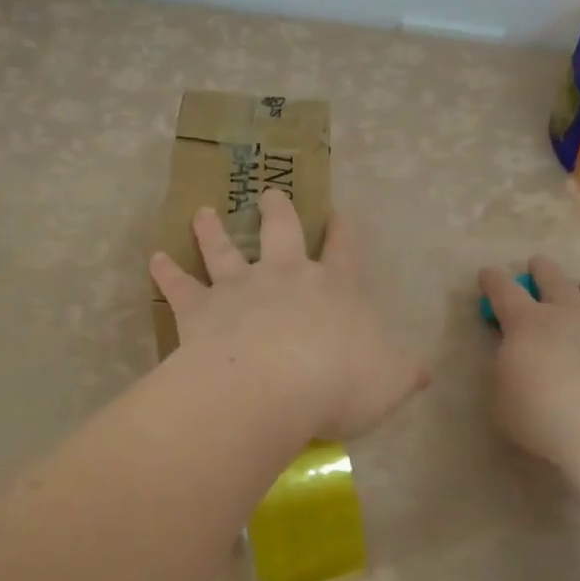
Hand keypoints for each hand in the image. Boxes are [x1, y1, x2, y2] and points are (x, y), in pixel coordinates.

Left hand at [151, 191, 428, 440]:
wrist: (272, 388)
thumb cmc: (338, 384)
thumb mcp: (390, 382)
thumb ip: (405, 372)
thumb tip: (424, 369)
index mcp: (335, 289)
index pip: (345, 250)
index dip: (345, 230)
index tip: (341, 210)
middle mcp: (286, 276)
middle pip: (281, 231)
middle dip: (277, 210)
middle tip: (269, 193)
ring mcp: (240, 287)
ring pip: (223, 248)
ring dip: (212, 230)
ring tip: (202, 213)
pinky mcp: (200, 308)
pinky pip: (179, 285)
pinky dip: (166, 271)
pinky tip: (155, 259)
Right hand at [478, 256, 579, 478]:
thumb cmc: (540, 416)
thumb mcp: (501, 397)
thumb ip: (506, 370)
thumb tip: (514, 357)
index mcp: (527, 324)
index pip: (504, 292)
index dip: (493, 280)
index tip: (487, 273)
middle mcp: (569, 316)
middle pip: (555, 281)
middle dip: (542, 269)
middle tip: (536, 263)